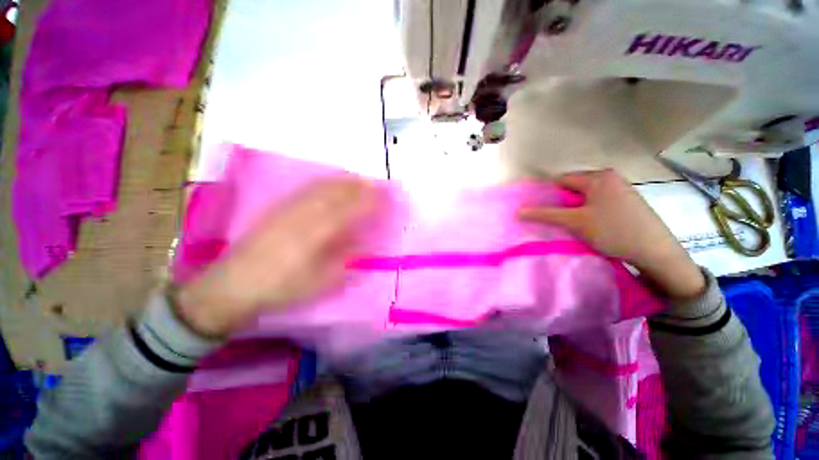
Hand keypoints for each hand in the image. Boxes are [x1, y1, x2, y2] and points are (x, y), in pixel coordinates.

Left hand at [175, 178, 379, 336]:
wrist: (235, 285)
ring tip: (360, 179)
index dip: (370, 202)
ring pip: (323, 187)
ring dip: (345, 181)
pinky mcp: (279, 208)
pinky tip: (331, 183)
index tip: (386, 198)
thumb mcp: (321, 282)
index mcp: (318, 233)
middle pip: (338, 193)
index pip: (351, 210)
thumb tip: (365, 244)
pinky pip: (308, 189)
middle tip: (378, 185)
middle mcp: (305, 214)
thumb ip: (346, 259)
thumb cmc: (282, 288)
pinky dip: (325, 183)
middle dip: (360, 187)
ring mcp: (290, 208)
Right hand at [518, 170, 704, 298]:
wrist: (655, 251)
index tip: (542, 210)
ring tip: (573, 223)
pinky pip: (599, 200)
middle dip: (563, 202)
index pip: (562, 180)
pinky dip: (589, 210)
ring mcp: (622, 188)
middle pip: (574, 187)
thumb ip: (545, 214)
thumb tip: (518, 211)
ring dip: (576, 207)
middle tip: (558, 219)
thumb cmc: (612, 231)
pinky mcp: (628, 200)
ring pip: (587, 195)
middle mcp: (610, 177)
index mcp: (598, 177)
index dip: (549, 194)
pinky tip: (591, 224)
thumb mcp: (575, 222)